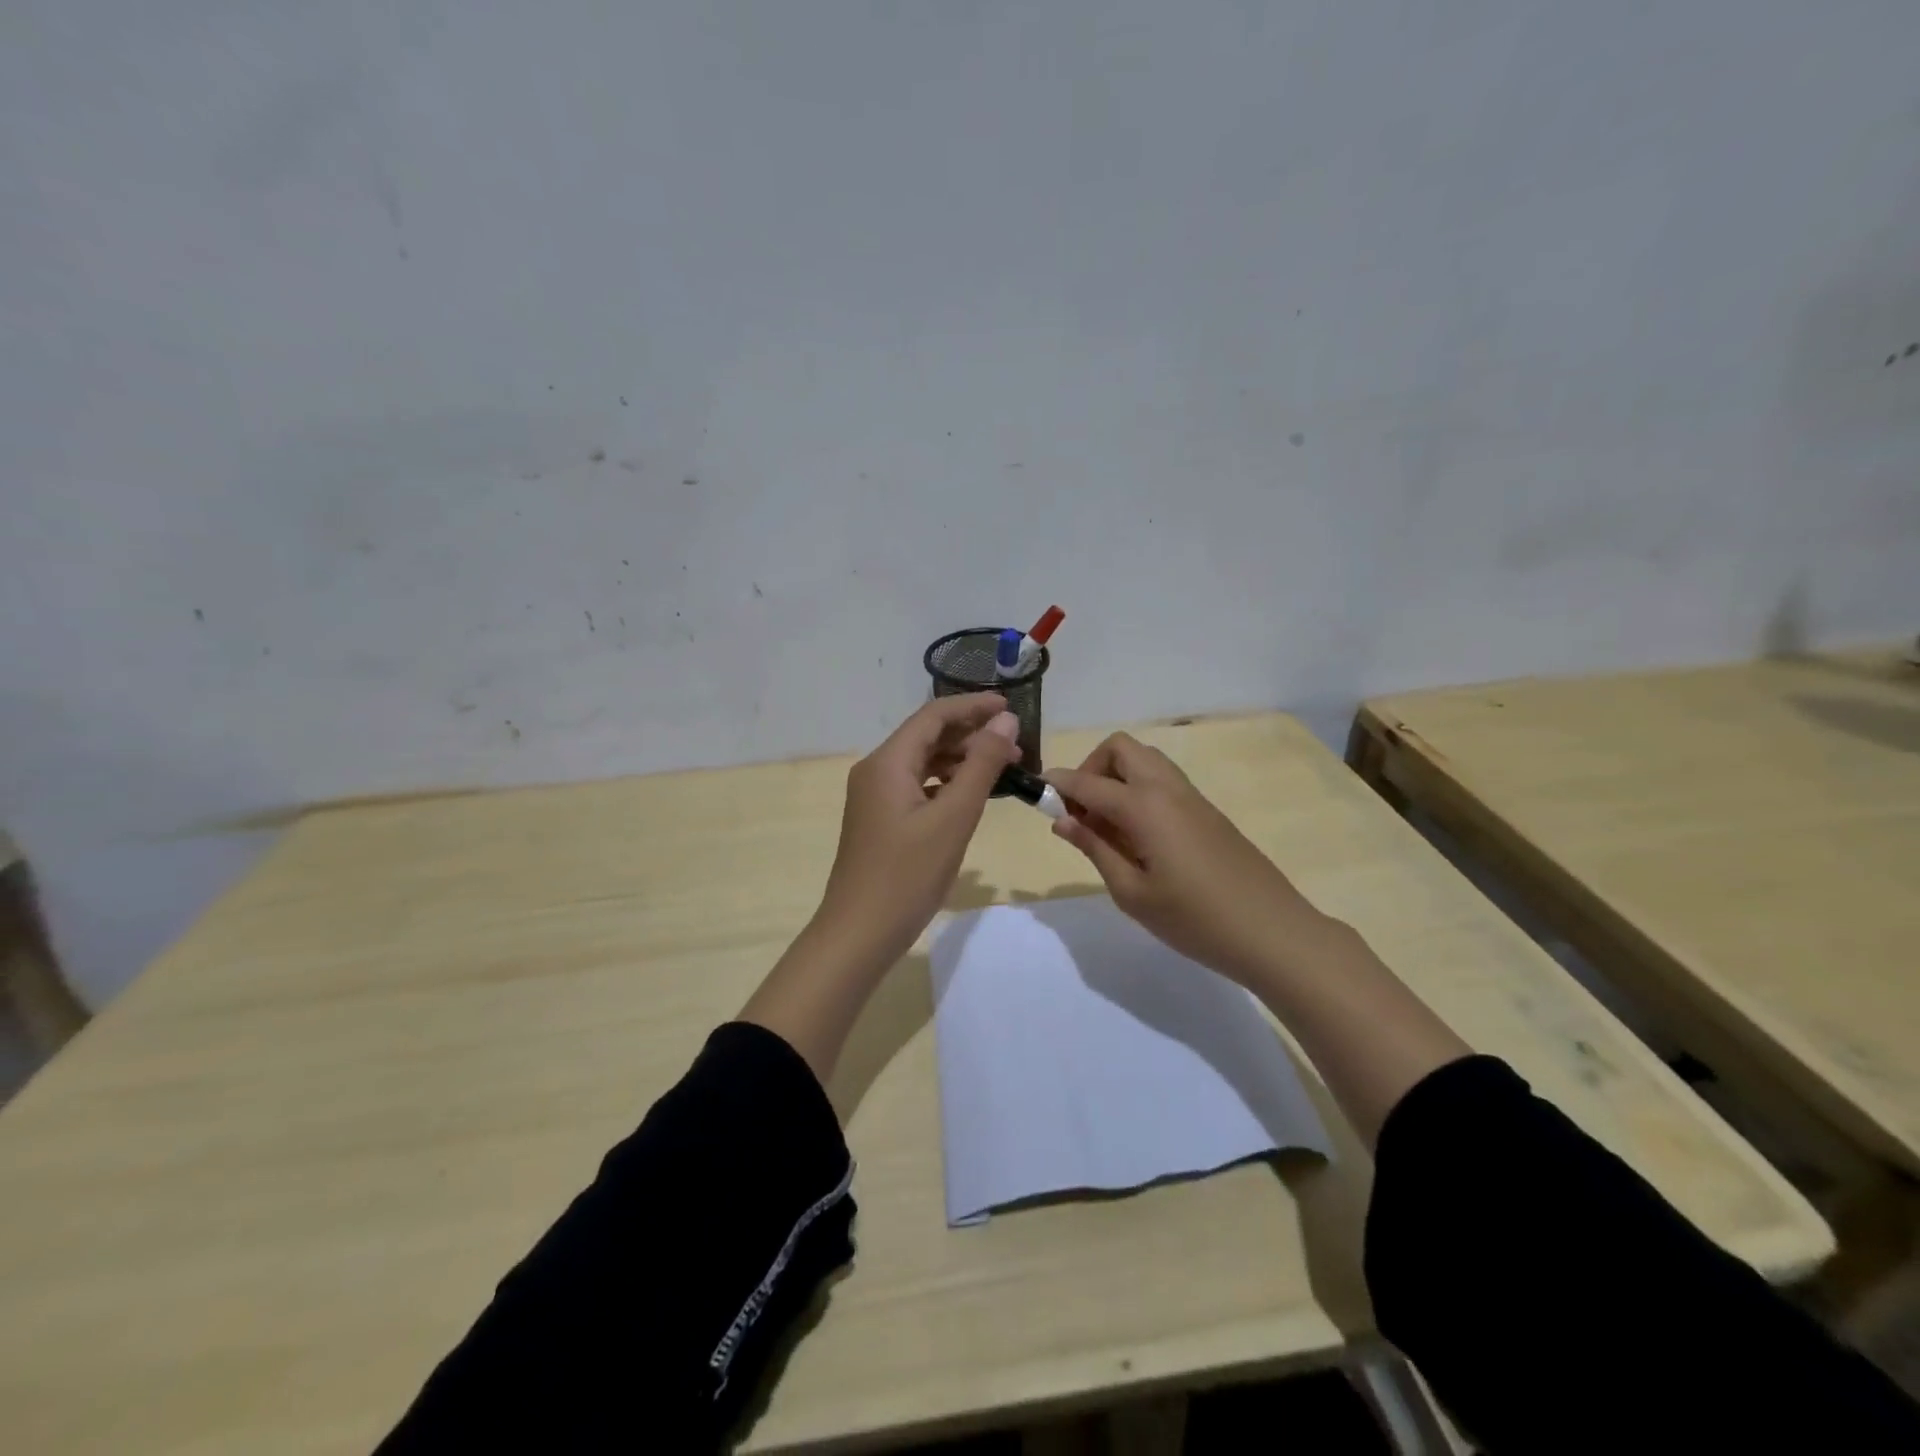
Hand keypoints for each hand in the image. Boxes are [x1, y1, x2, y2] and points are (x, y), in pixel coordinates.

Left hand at [811, 693, 1021, 970]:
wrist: (859, 934)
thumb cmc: (907, 875)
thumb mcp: (953, 818)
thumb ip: (981, 766)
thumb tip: (1005, 721)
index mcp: (887, 762)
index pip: (933, 716)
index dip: (973, 706)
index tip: (1011, 707)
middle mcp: (876, 770)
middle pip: (927, 736)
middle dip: (971, 734)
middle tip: (1016, 746)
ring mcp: (874, 796)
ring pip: (923, 762)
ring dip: (961, 760)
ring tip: (1002, 769)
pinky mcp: (880, 819)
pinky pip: (917, 786)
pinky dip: (946, 784)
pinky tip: (970, 796)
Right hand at [1045, 733, 1327, 985]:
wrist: (1273, 931)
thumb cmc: (1194, 919)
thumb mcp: (1132, 892)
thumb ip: (1095, 848)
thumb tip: (1062, 820)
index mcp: (1145, 806)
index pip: (1088, 782)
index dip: (1058, 784)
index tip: (1036, 795)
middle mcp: (1167, 788)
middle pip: (1120, 748)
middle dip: (1091, 768)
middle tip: (1081, 812)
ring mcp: (1191, 797)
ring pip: (1144, 760)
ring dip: (1116, 777)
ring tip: (1106, 826)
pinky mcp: (1206, 811)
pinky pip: (1162, 780)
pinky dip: (1138, 790)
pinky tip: (1136, 835)